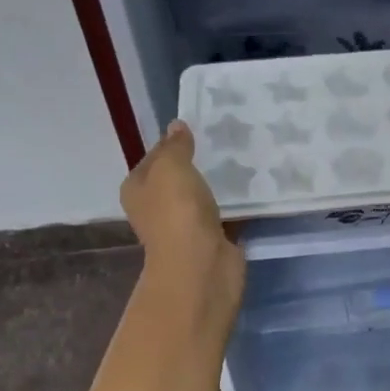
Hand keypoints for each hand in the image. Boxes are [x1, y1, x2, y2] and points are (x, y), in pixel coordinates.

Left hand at [121, 122, 243, 299]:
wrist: (200, 264)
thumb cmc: (177, 211)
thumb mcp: (171, 166)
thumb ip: (175, 146)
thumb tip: (176, 126)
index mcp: (137, 190)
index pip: (153, 159)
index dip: (171, 144)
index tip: (198, 130)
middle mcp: (155, 209)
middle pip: (176, 180)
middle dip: (196, 165)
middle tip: (223, 144)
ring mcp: (183, 227)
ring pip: (201, 198)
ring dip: (216, 186)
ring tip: (240, 163)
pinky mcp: (210, 241)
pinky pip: (223, 216)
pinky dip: (235, 207)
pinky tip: (252, 190)